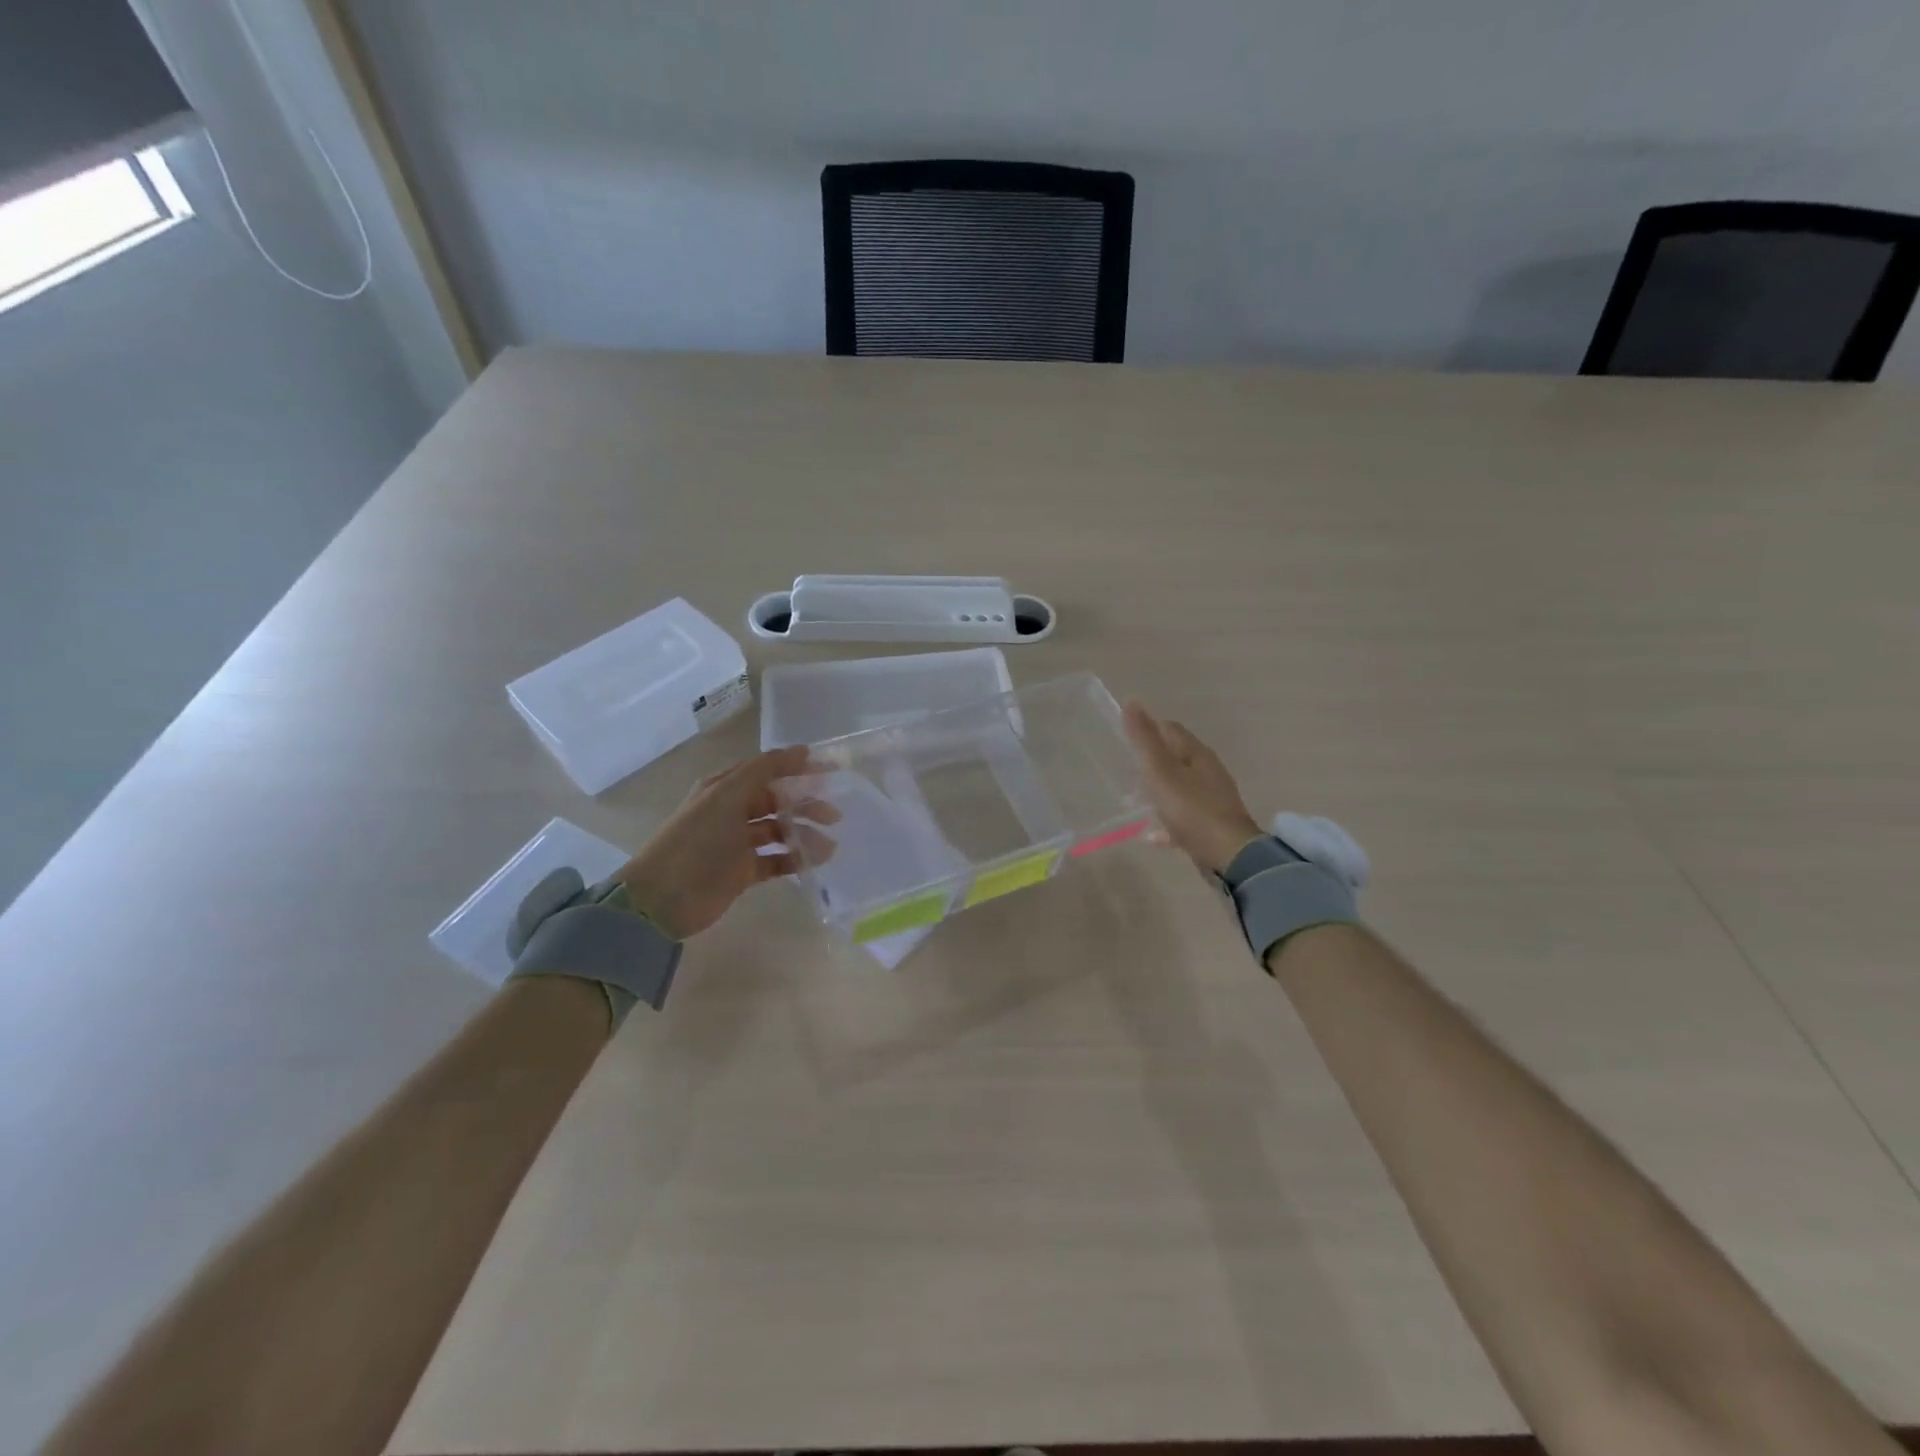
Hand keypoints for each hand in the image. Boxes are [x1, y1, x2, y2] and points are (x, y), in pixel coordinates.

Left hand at [615, 745, 838, 939]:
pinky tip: (814, 861)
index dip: (798, 768)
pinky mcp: (744, 871)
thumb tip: (803, 750)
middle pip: (777, 801)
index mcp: (726, 788)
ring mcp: (738, 842)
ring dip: (804, 834)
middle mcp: (732, 811)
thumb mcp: (727, 796)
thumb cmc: (697, 840)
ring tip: (827, 846)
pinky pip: (777, 859)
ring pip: (780, 831)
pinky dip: (796, 858)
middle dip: (806, 804)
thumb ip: (764, 770)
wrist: (664, 898)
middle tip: (833, 815)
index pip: (768, 770)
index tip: (832, 771)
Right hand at [1122, 701, 1264, 875]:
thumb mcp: (1160, 771)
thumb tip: (1132, 701)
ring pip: (1180, 787)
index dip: (1148, 729)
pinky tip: (1152, 835)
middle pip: (1176, 758)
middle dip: (1151, 762)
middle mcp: (1208, 771)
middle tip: (1126, 771)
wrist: (1228, 854)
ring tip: (1134, 801)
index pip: (1170, 729)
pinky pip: (1185, 817)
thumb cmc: (1191, 808)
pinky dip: (1167, 820)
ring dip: (1158, 791)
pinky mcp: (1212, 824)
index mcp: (1197, 754)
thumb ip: (1144, 739)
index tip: (1125, 738)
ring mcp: (1212, 798)